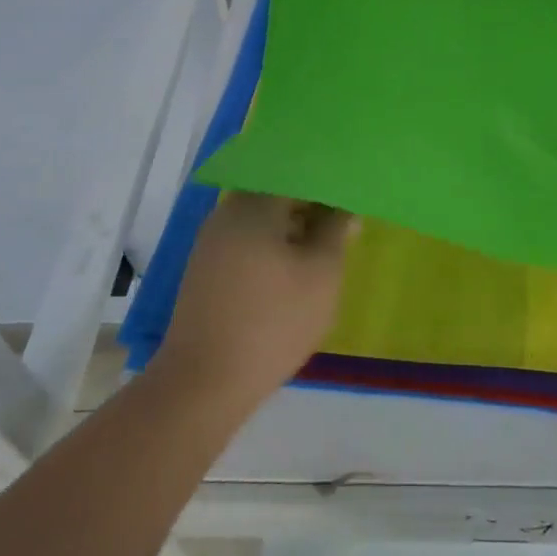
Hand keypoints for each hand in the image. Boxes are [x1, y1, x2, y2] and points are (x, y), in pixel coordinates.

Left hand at [151, 193, 355, 407]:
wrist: (204, 383)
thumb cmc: (272, 322)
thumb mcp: (321, 274)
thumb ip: (336, 231)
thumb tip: (345, 209)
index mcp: (254, 204)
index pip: (296, 172)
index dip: (328, 181)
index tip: (352, 194)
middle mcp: (227, 213)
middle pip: (277, 193)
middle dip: (312, 205)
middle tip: (345, 223)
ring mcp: (211, 243)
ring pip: (262, 220)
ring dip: (293, 228)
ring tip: (325, 248)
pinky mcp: (206, 271)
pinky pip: (247, 242)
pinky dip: (273, 247)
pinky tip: (293, 270)